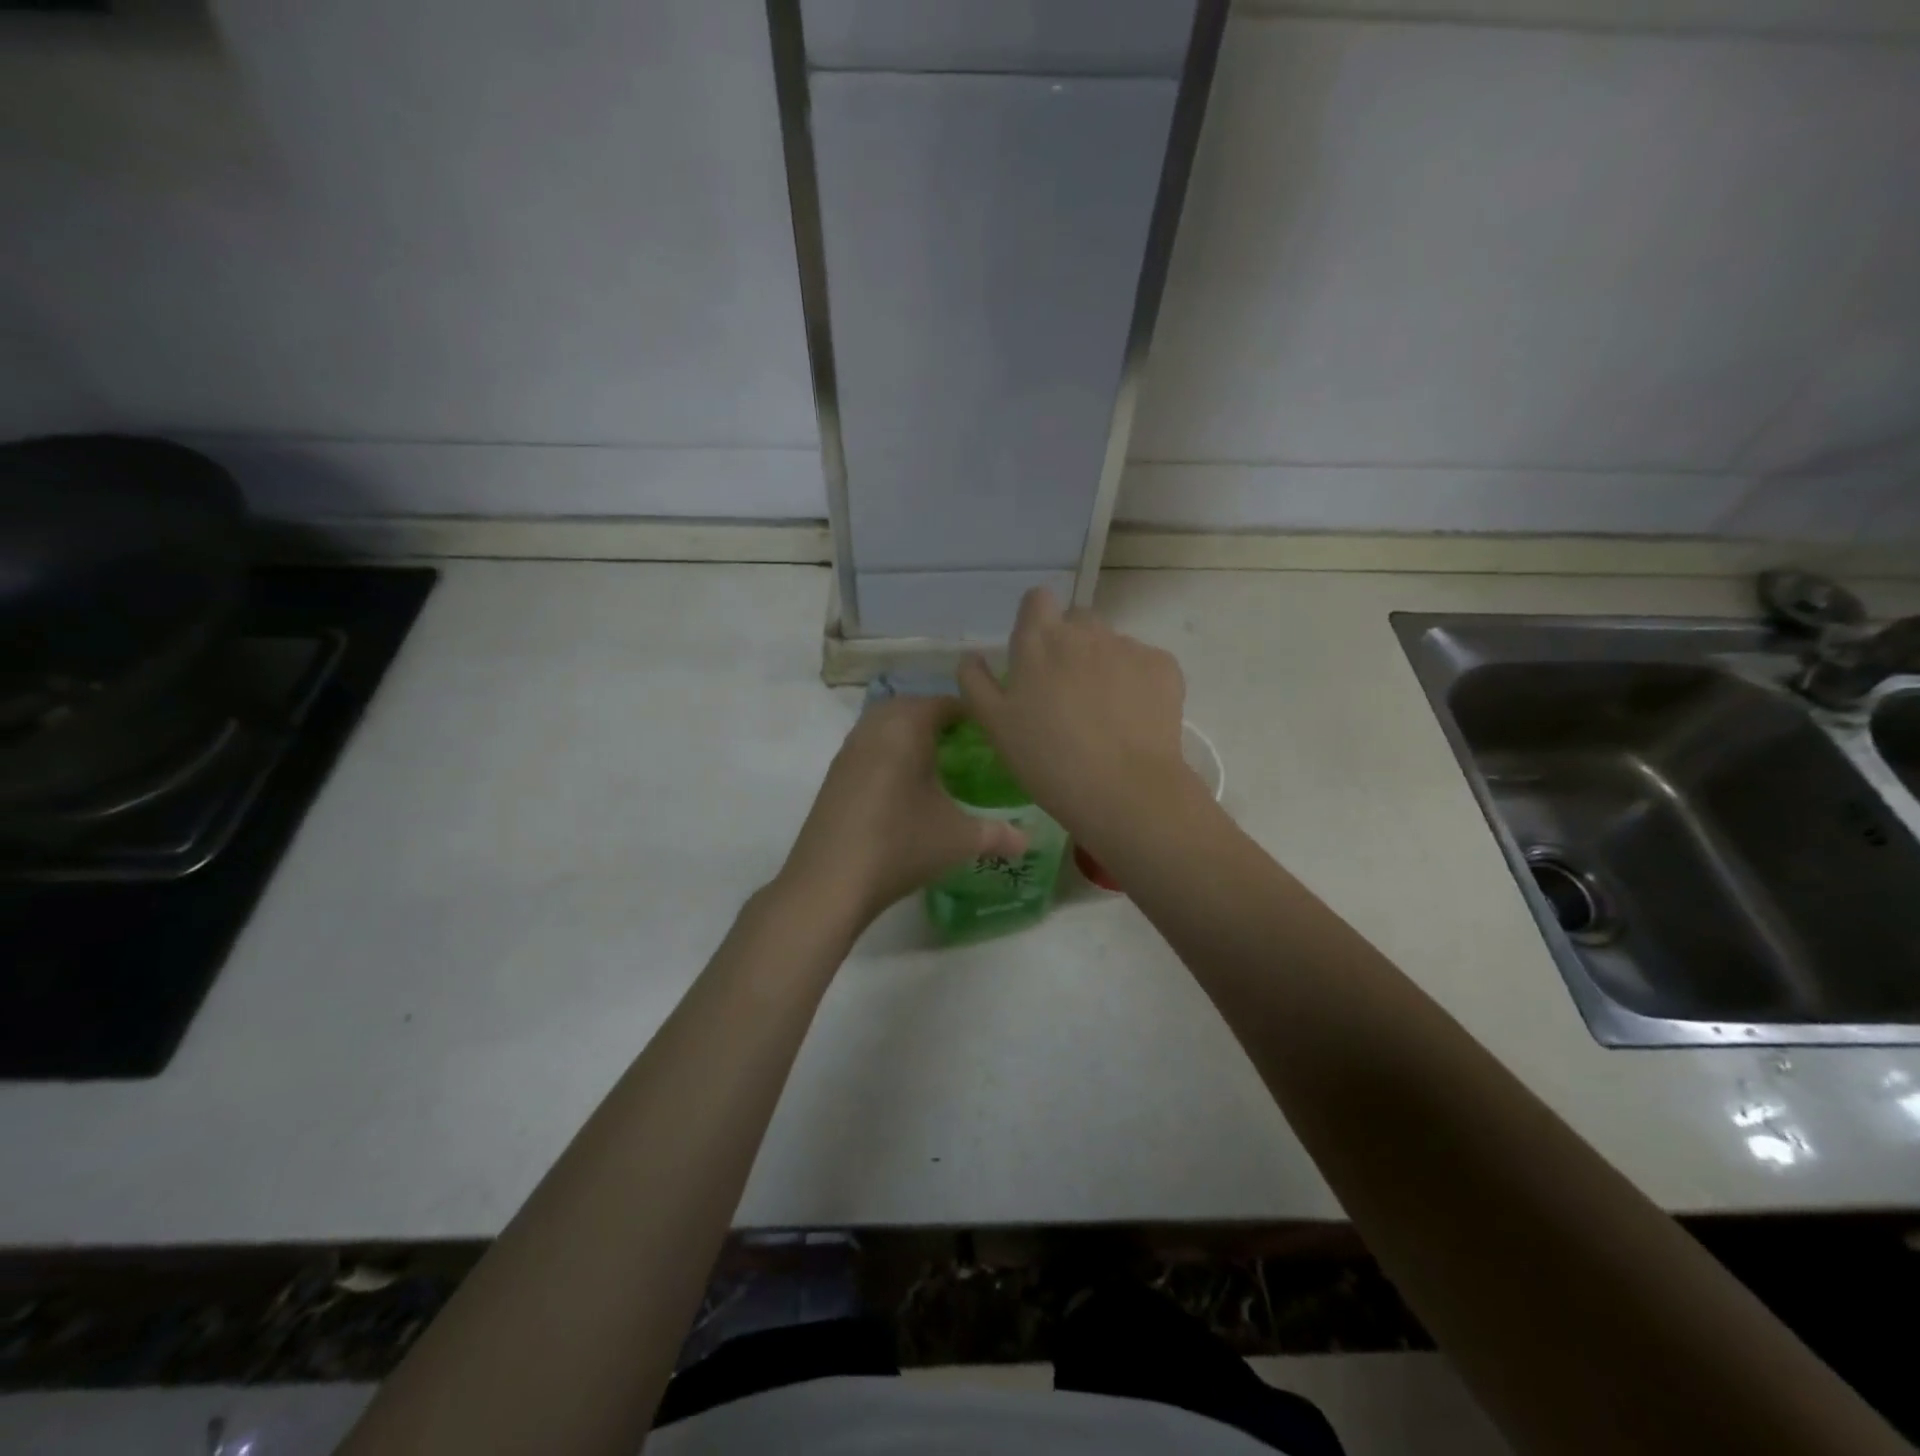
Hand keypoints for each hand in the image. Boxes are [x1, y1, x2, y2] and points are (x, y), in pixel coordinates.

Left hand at [778, 695, 1026, 930]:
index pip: (943, 703)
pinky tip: (901, 787)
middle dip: (936, 719)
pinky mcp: (833, 776)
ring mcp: (848, 752)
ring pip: (882, 725)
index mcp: (907, 729)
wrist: (829, 882)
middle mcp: (874, 729)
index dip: (969, 714)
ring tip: (934, 764)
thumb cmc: (900, 845)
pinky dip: (886, 754)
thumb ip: (998, 834)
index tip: (990, 733)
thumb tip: (1028, 839)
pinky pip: (867, 748)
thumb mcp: (959, 839)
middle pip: (909, 706)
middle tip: (963, 745)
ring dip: (907, 735)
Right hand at [958, 589, 1192, 843]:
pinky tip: (1133, 719)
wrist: (1123, 789)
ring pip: (1112, 643)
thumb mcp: (993, 725)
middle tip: (1067, 691)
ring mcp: (1128, 646)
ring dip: (1105, 664)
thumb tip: (972, 656)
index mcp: (1039, 640)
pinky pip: (1145, 663)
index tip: (1035, 653)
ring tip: (1104, 712)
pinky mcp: (1164, 666)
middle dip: (1072, 644)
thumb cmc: (1047, 759)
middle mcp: (1085, 631)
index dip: (1036, 619)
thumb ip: (976, 682)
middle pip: (1077, 621)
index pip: (1037, 599)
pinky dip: (1138, 682)